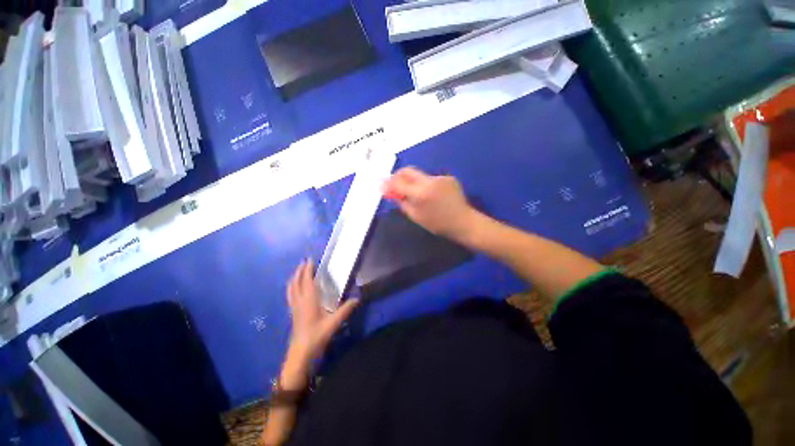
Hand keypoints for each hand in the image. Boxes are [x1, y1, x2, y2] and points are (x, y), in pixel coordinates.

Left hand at [286, 260, 358, 360]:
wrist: (300, 353)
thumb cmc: (316, 336)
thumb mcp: (333, 323)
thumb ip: (345, 310)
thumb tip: (357, 299)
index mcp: (308, 300)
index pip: (307, 281)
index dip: (307, 269)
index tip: (310, 259)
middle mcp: (299, 301)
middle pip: (296, 282)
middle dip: (299, 271)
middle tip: (304, 262)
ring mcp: (294, 307)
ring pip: (291, 288)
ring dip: (294, 278)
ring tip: (298, 271)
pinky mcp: (292, 313)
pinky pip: (290, 295)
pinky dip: (292, 287)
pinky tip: (295, 289)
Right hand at [383, 167, 478, 240]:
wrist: (463, 222)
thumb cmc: (437, 224)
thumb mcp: (415, 216)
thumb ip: (401, 201)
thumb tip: (390, 191)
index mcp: (420, 193)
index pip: (398, 181)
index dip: (388, 182)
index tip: (381, 184)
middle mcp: (429, 180)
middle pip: (408, 170)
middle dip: (398, 176)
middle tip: (395, 184)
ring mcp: (440, 177)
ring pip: (420, 175)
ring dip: (414, 182)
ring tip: (417, 194)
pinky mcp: (448, 177)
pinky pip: (431, 179)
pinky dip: (426, 184)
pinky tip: (431, 195)